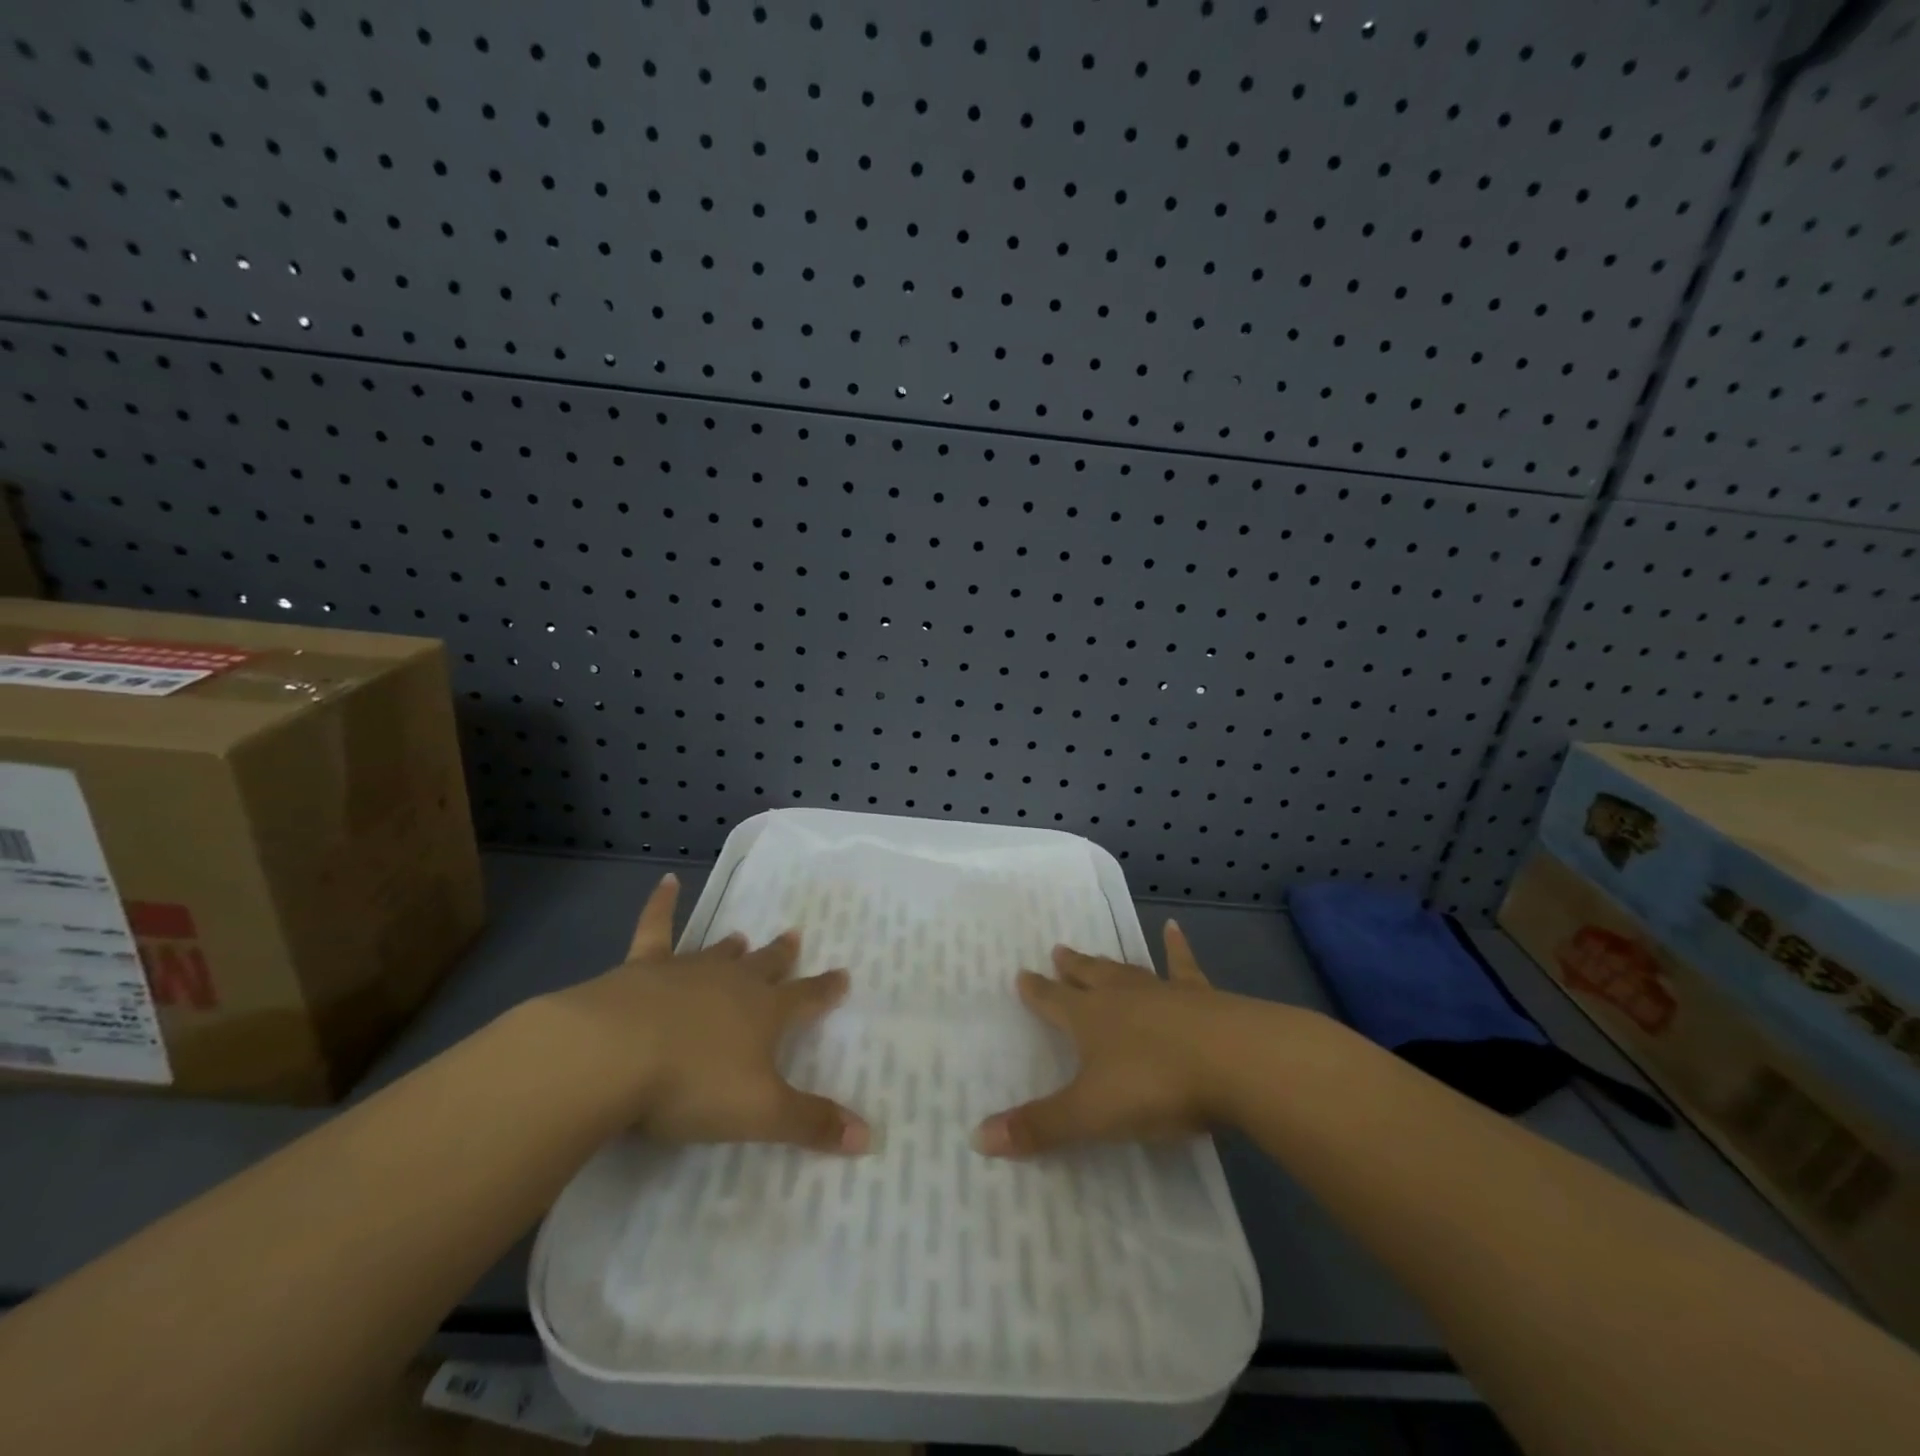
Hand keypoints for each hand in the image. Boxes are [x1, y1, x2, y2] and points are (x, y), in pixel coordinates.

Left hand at [537, 873, 869, 1153]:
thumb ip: (812, 1123)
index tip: (843, 976)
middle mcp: (732, 983)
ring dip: (732, 946)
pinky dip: (662, 905)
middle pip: (764, 966)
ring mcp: (686, 970)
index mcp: (764, 1013)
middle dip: (782, 956)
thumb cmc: (692, 1085)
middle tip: (794, 936)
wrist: (611, 1055)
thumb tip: (872, 1138)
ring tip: (743, 936)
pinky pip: (656, 929)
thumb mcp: (760, 1113)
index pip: (806, 998)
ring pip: (717, 953)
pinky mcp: (641, 968)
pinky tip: (667, 882)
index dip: (826, 990)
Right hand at [974, 920, 1231, 1156]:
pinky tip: (1174, 928)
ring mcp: (1163, 992)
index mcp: (1090, 1019)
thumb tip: (978, 1138)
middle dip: (1071, 968)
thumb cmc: (1155, 1086)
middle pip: (1089, 977)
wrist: (1236, 1061)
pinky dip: (1177, 948)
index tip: (1022, 974)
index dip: (1036, 991)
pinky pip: (1183, 966)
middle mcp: (1121, 997)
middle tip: (1058, 951)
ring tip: (1098, 952)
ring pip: (1128, 972)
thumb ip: (1039, 1126)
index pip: (1053, 1001)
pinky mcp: (1202, 997)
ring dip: (1110, 963)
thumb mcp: (1091, 1114)